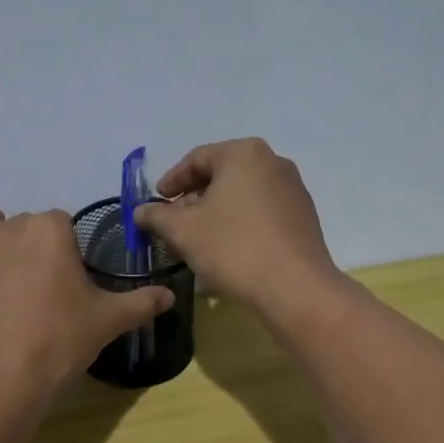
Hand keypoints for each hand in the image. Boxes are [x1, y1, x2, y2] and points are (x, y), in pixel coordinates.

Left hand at [0, 199, 173, 399]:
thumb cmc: (57, 344)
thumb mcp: (107, 322)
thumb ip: (140, 303)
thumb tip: (171, 295)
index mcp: (49, 231)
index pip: (60, 223)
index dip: (63, 248)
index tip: (65, 279)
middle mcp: (5, 228)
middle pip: (18, 220)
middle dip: (25, 241)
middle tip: (32, 281)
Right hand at [133, 139, 340, 315]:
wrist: (295, 288)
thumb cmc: (233, 248)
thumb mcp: (184, 230)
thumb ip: (157, 215)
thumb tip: (140, 211)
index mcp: (244, 154)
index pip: (197, 159)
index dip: (171, 181)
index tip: (156, 202)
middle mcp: (273, 162)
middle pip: (221, 175)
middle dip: (193, 200)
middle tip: (173, 224)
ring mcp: (293, 190)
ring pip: (241, 196)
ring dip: (215, 214)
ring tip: (197, 240)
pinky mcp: (303, 217)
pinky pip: (261, 213)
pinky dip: (239, 224)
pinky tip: (227, 250)